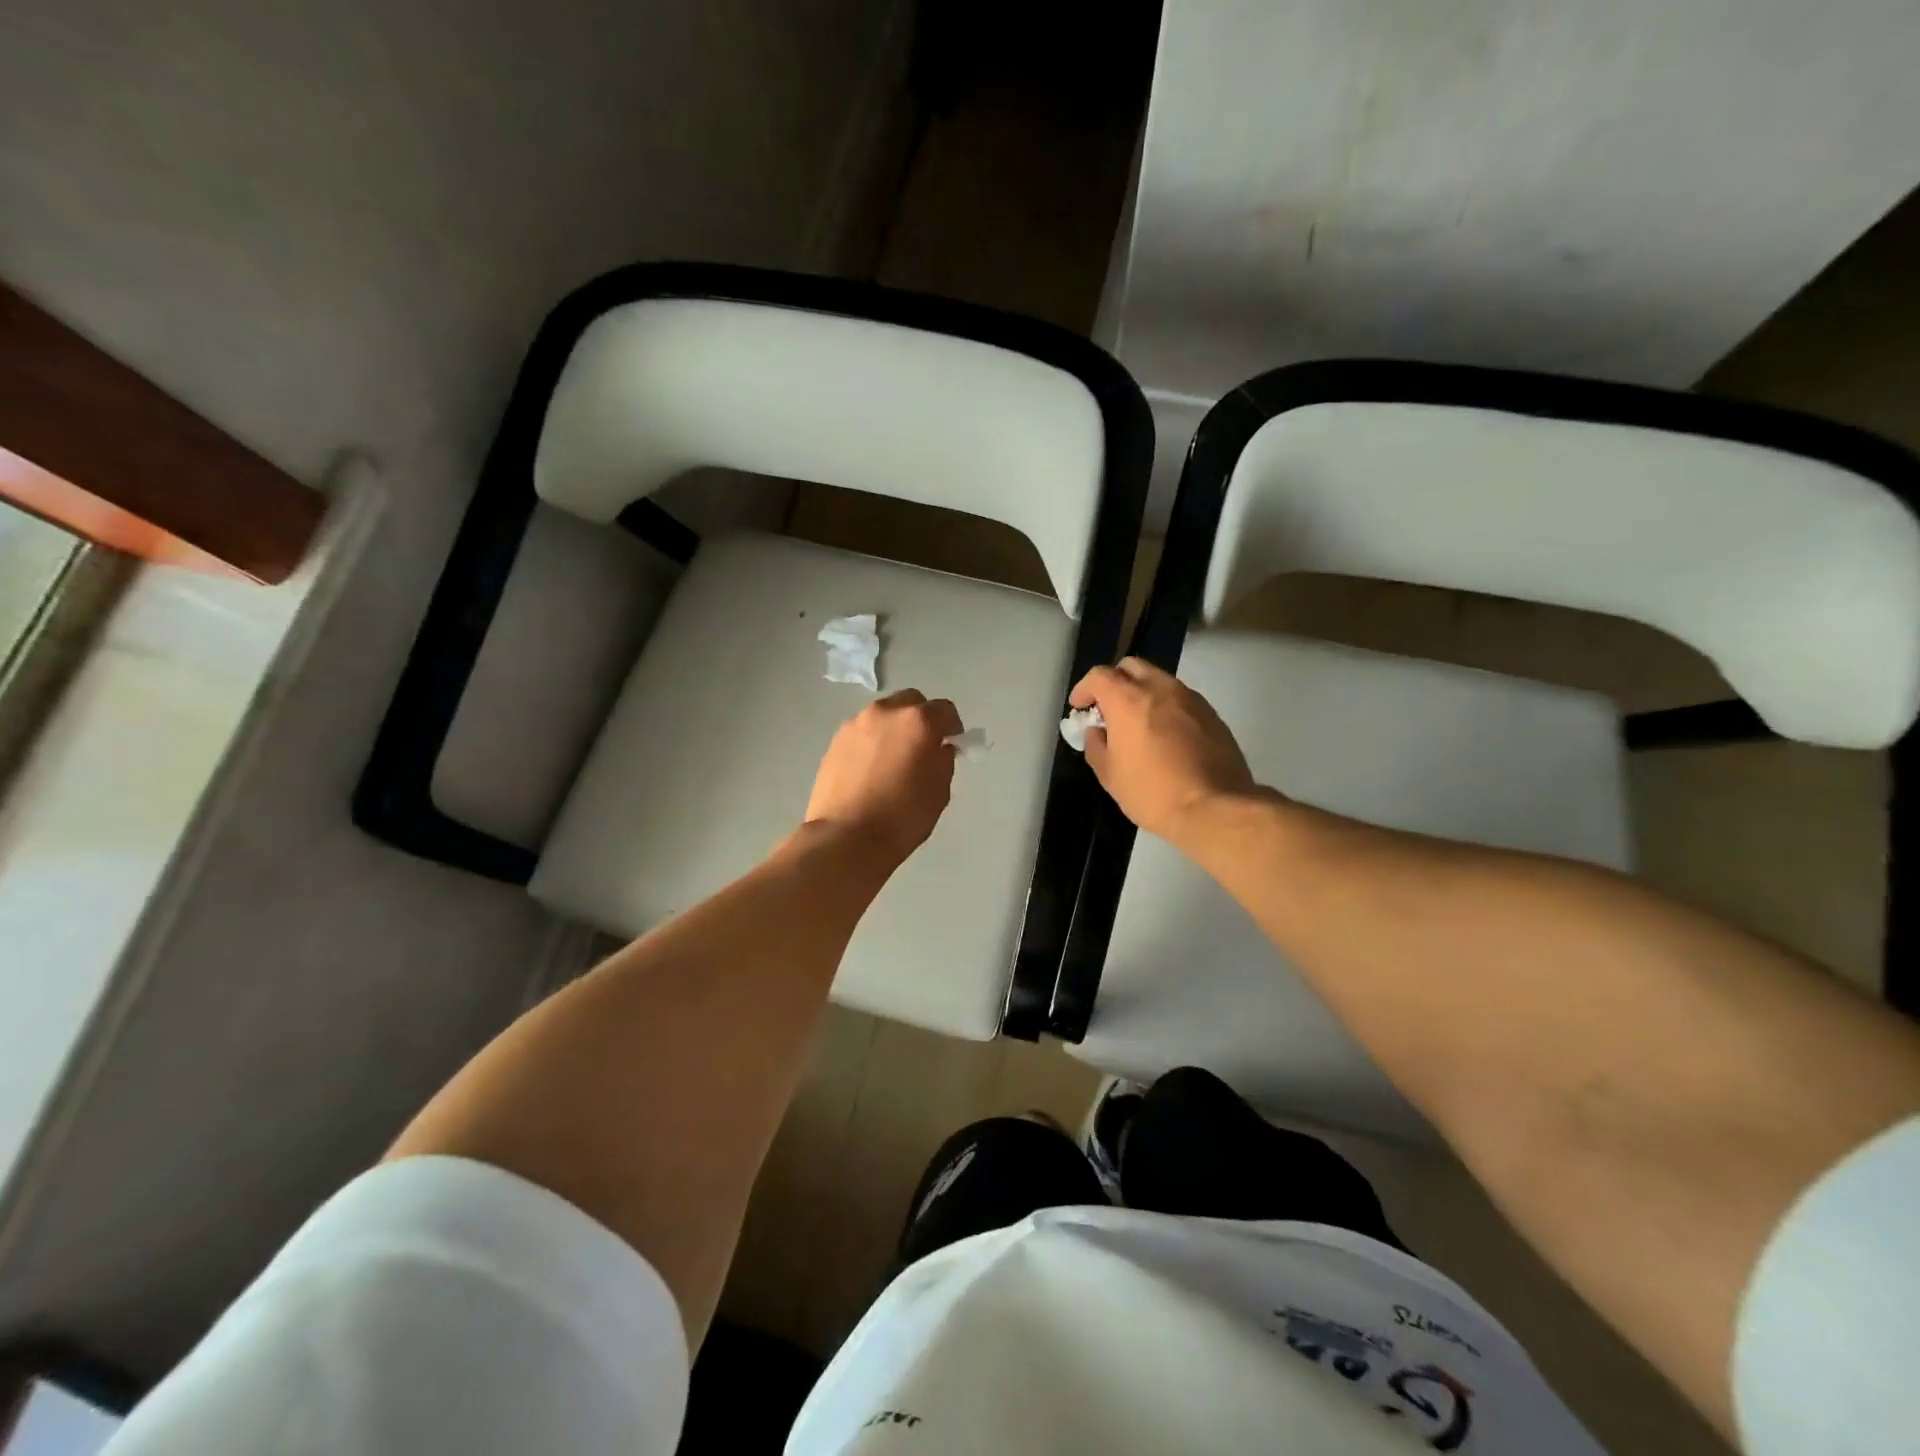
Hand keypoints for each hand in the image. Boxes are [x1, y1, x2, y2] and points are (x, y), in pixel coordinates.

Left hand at [805, 690, 964, 862]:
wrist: (845, 837)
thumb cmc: (902, 817)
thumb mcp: (939, 792)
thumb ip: (944, 761)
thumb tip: (939, 749)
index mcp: (918, 722)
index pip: (945, 710)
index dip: (952, 726)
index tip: (952, 743)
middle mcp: (886, 712)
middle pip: (911, 702)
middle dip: (922, 718)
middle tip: (923, 746)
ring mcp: (857, 723)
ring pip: (884, 715)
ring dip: (895, 728)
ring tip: (894, 758)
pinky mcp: (836, 740)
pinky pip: (863, 731)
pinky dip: (873, 740)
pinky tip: (872, 768)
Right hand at [1069, 657, 1260, 846]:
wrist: (1215, 808)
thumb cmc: (1152, 792)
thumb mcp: (1109, 775)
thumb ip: (1096, 745)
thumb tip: (1098, 731)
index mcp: (1129, 700)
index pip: (1099, 675)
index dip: (1084, 689)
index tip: (1080, 708)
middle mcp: (1161, 688)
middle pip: (1131, 667)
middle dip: (1115, 682)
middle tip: (1109, 710)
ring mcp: (1191, 698)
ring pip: (1160, 680)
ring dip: (1143, 693)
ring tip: (1139, 724)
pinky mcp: (1212, 714)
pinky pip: (1181, 699)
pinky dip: (1167, 708)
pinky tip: (1166, 736)